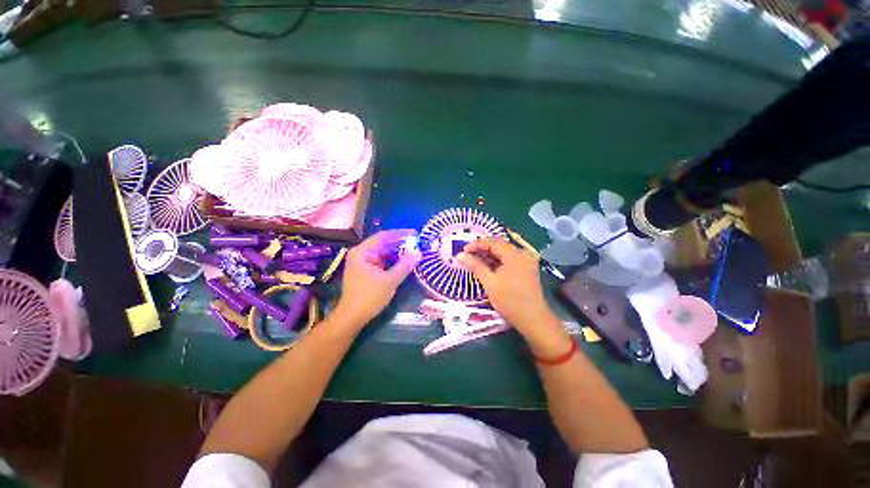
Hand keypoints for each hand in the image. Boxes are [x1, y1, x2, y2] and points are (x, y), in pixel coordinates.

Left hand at [335, 229, 421, 325]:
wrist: (352, 318)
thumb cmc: (369, 297)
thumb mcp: (389, 281)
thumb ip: (404, 265)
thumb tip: (418, 252)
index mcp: (361, 252)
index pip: (383, 237)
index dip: (399, 234)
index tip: (414, 233)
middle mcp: (360, 254)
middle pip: (383, 244)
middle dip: (399, 243)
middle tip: (416, 242)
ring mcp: (363, 263)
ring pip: (383, 253)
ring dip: (397, 252)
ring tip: (413, 250)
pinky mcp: (366, 271)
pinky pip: (382, 261)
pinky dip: (392, 261)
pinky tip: (403, 261)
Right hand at [458, 238, 565, 345]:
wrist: (533, 319)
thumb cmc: (510, 301)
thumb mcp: (490, 282)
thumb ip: (475, 266)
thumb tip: (460, 255)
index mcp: (514, 254)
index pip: (492, 242)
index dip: (476, 244)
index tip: (463, 250)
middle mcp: (522, 254)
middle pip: (499, 246)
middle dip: (482, 250)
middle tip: (467, 256)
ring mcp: (526, 261)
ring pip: (503, 253)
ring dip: (489, 256)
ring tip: (474, 263)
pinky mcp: (527, 268)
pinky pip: (509, 260)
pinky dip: (497, 262)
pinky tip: (487, 268)